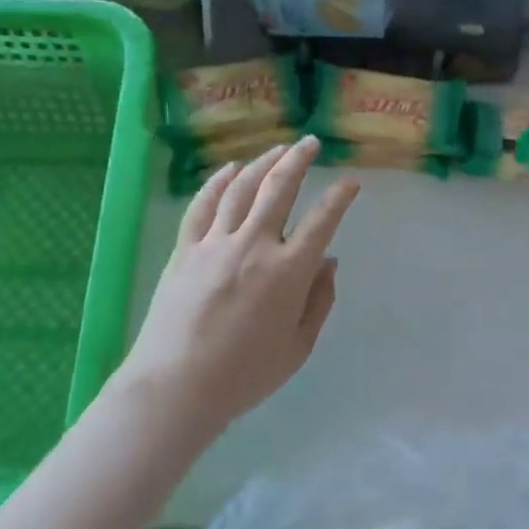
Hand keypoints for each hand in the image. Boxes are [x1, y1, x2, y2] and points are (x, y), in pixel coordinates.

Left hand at [112, 136, 359, 443]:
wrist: (176, 386)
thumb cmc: (245, 374)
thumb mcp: (298, 347)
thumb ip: (319, 301)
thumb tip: (329, 262)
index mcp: (288, 272)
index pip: (322, 220)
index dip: (340, 197)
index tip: (351, 182)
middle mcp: (255, 245)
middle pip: (279, 188)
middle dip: (299, 159)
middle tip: (311, 142)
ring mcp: (216, 243)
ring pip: (242, 188)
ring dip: (263, 163)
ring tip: (277, 149)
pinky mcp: (186, 249)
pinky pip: (204, 205)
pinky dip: (218, 182)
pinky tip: (230, 169)